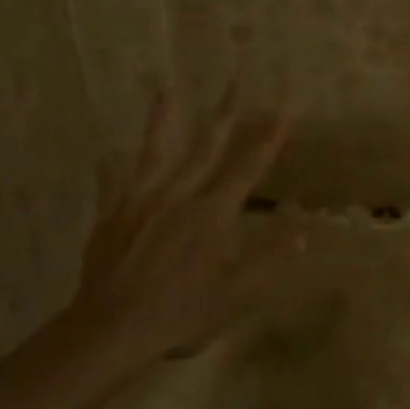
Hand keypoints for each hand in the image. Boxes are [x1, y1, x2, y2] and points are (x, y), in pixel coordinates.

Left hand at [65, 88, 288, 366]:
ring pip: (154, 152)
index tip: (281, 111)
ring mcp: (141, 202)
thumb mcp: (236, 294)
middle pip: (206, 147)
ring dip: (162, 120)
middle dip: (225, 112)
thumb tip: (302, 228)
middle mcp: (179, 196)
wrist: (112, 329)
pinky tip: (107, 153)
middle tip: (235, 79)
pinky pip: (112, 184)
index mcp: (212, 214)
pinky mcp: (112, 215)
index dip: (267, 139)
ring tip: (164, 89)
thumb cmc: (181, 314)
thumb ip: (269, 258)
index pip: (247, 168)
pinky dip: (112, 169)